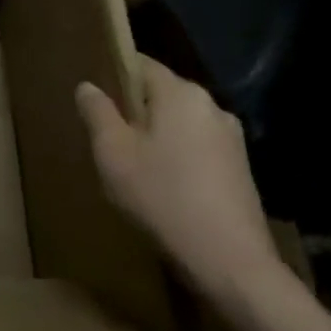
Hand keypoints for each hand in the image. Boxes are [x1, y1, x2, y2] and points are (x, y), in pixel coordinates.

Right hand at [76, 58, 283, 306]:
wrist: (234, 266)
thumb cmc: (164, 198)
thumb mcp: (113, 154)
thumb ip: (97, 113)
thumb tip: (88, 86)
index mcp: (180, 93)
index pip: (140, 63)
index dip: (113, 74)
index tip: (95, 99)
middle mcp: (210, 105)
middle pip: (161, 93)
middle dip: (134, 110)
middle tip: (108, 137)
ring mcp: (231, 139)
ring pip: (180, 123)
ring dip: (157, 136)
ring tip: (134, 166)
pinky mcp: (242, 170)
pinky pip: (198, 148)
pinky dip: (178, 158)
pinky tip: (165, 188)